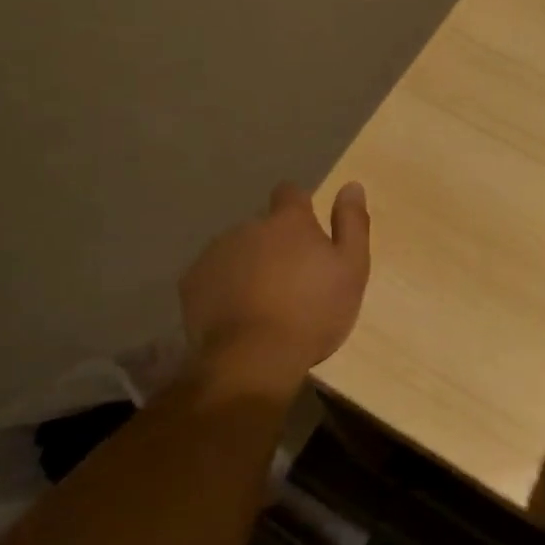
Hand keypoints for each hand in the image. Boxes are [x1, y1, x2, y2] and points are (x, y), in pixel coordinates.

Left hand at [181, 182, 370, 376]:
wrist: (253, 358)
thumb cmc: (313, 313)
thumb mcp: (351, 269)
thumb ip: (352, 224)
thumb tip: (352, 185)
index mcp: (288, 222)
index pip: (290, 193)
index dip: (299, 208)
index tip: (307, 232)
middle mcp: (248, 227)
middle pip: (263, 228)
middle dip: (274, 245)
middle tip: (292, 283)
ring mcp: (215, 254)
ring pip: (236, 252)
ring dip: (249, 266)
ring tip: (263, 304)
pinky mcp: (191, 283)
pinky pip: (212, 277)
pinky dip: (224, 289)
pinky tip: (237, 316)